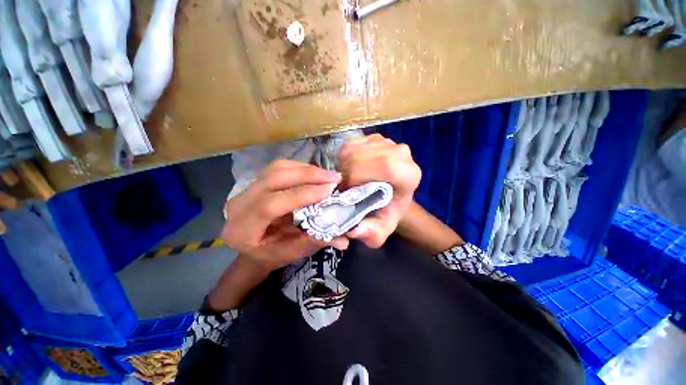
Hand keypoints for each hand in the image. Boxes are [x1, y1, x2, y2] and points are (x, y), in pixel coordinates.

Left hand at [222, 160, 348, 271]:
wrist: (254, 248)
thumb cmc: (272, 255)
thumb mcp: (292, 254)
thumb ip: (315, 242)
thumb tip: (344, 239)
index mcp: (242, 229)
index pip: (270, 205)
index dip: (301, 194)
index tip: (328, 190)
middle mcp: (239, 205)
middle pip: (273, 179)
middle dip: (307, 175)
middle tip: (334, 177)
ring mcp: (245, 189)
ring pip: (276, 168)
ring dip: (305, 169)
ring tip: (328, 174)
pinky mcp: (256, 181)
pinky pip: (279, 167)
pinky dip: (300, 167)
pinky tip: (315, 173)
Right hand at [338, 134, 421, 247]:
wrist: (390, 196)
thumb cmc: (386, 211)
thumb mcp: (380, 230)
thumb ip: (371, 233)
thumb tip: (353, 229)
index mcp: (409, 174)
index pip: (382, 167)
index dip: (358, 179)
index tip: (350, 192)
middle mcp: (402, 153)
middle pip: (364, 156)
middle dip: (348, 173)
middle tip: (346, 187)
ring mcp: (388, 142)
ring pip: (354, 149)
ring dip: (345, 166)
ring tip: (349, 179)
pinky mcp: (375, 137)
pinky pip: (351, 144)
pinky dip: (345, 158)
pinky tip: (352, 168)